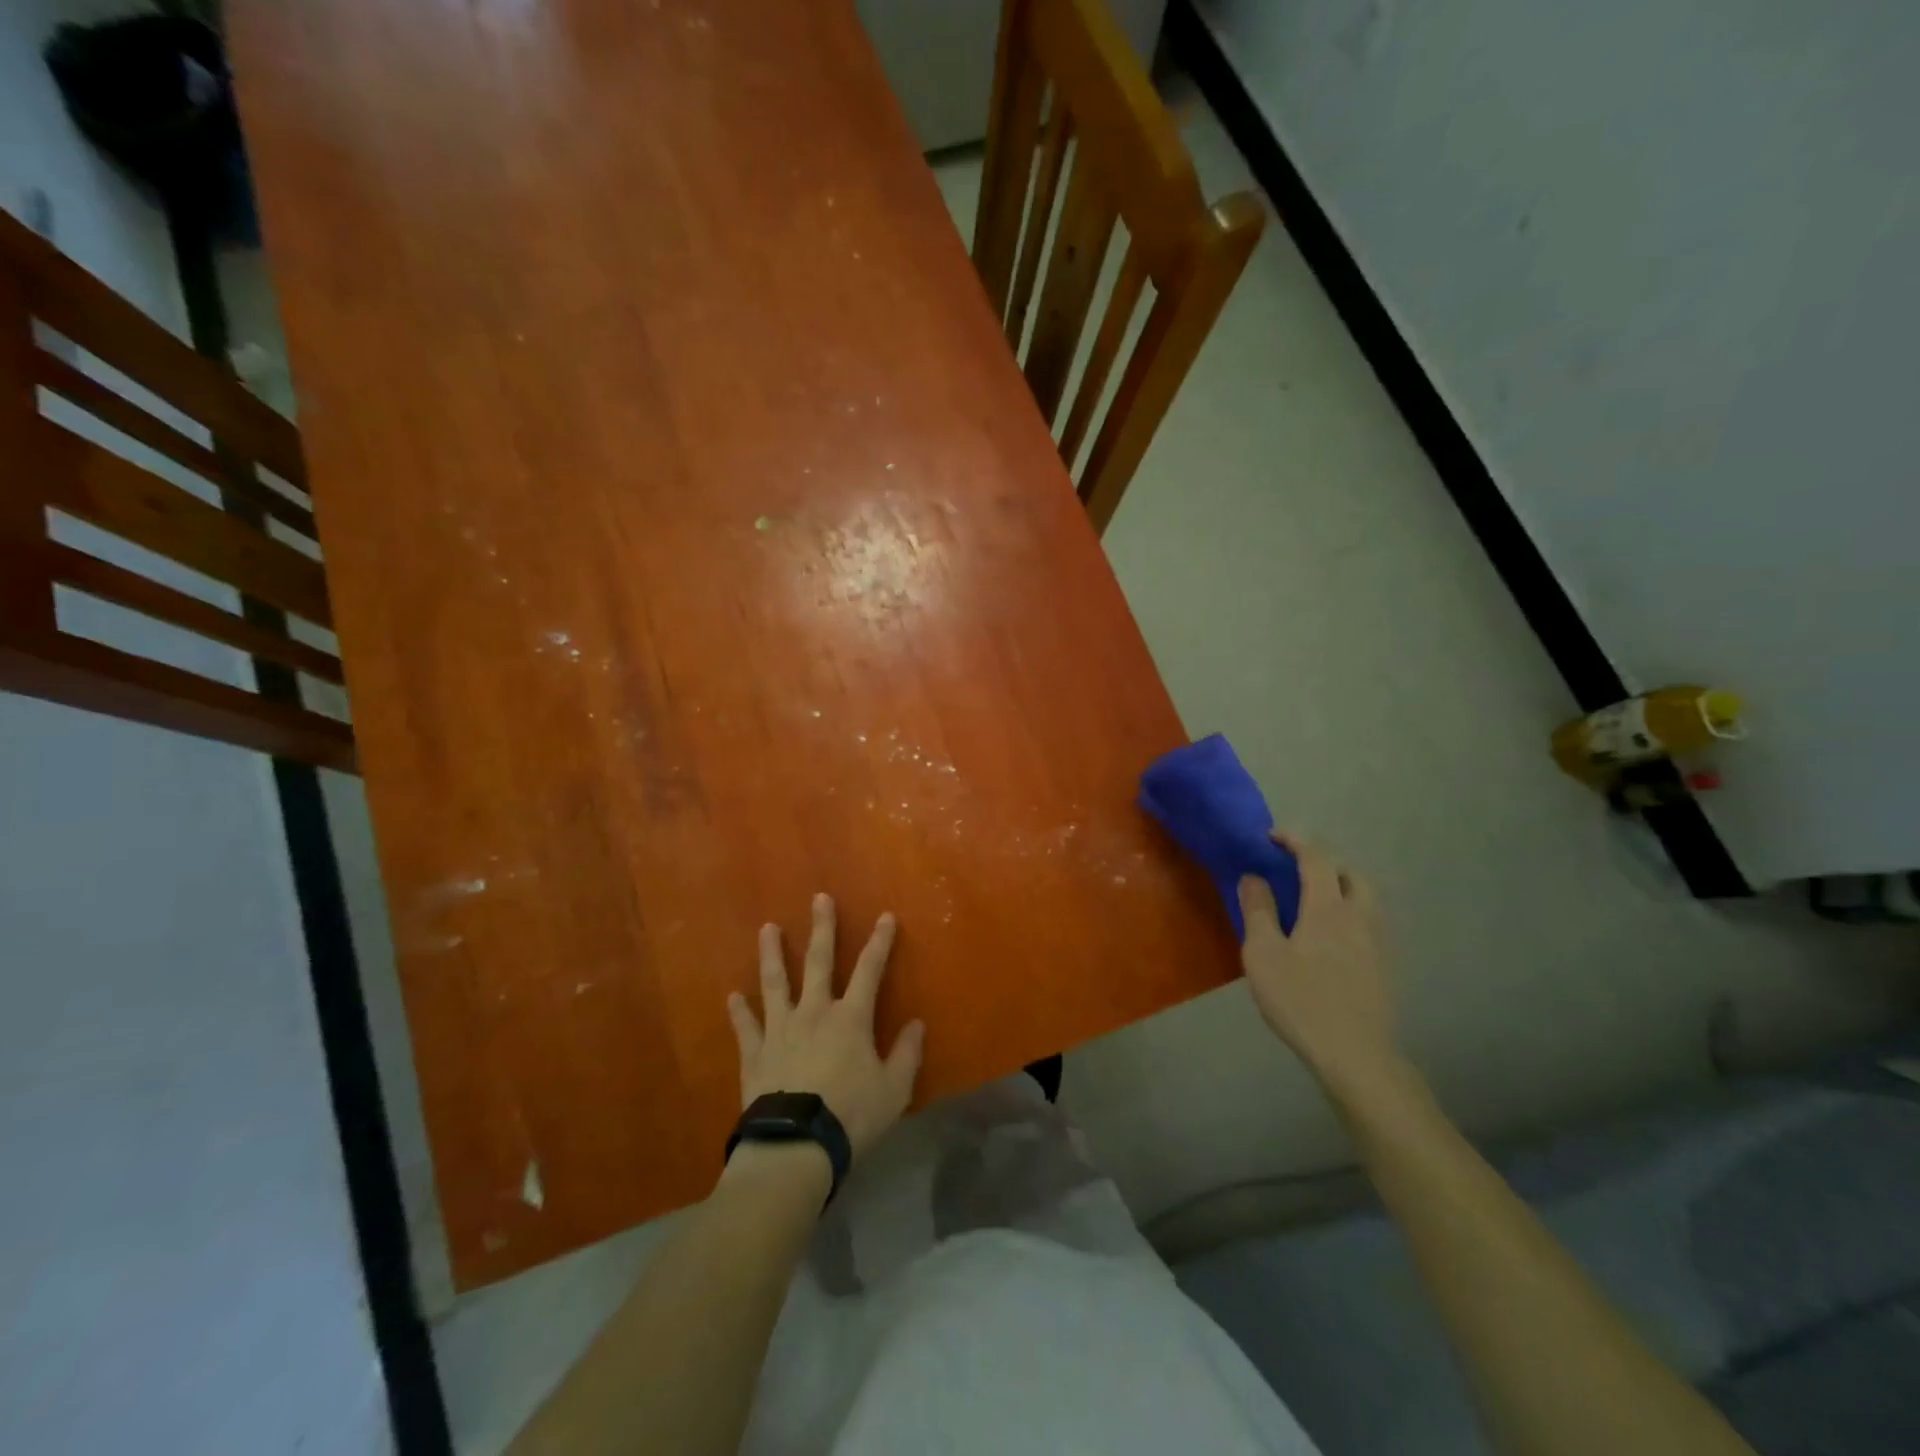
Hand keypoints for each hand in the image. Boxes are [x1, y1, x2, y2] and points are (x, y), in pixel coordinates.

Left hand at [728, 893, 925, 1161]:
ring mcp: (780, 1029)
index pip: (869, 969)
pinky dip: (739, 1011)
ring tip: (767, 928)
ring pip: (775, 983)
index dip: (880, 941)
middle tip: (819, 898)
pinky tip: (732, 996)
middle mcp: (814, 1012)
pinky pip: (746, 1026)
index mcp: (850, 1018)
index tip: (885, 916)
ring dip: (772, 954)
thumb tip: (917, 1024)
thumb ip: (906, 1054)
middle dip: (821, 928)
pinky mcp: (755, 1053)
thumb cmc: (851, 1115)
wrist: (795, 1146)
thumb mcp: (894, 1089)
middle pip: (818, 961)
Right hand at [1239, 835, 1397, 1095]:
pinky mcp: (1385, 965)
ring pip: (1364, 897)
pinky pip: (1369, 921)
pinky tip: (1330, 937)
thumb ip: (1258, 910)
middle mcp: (1359, 915)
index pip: (1316, 857)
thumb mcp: (1263, 953)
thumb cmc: (1301, 999)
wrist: (1356, 1054)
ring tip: (1312, 901)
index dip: (1295, 839)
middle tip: (1294, 869)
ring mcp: (1378, 941)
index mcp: (1328, 906)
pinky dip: (1349, 912)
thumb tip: (1254, 877)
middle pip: (1349, 873)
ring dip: (1339, 887)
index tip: (1271, 836)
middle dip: (1322, 862)